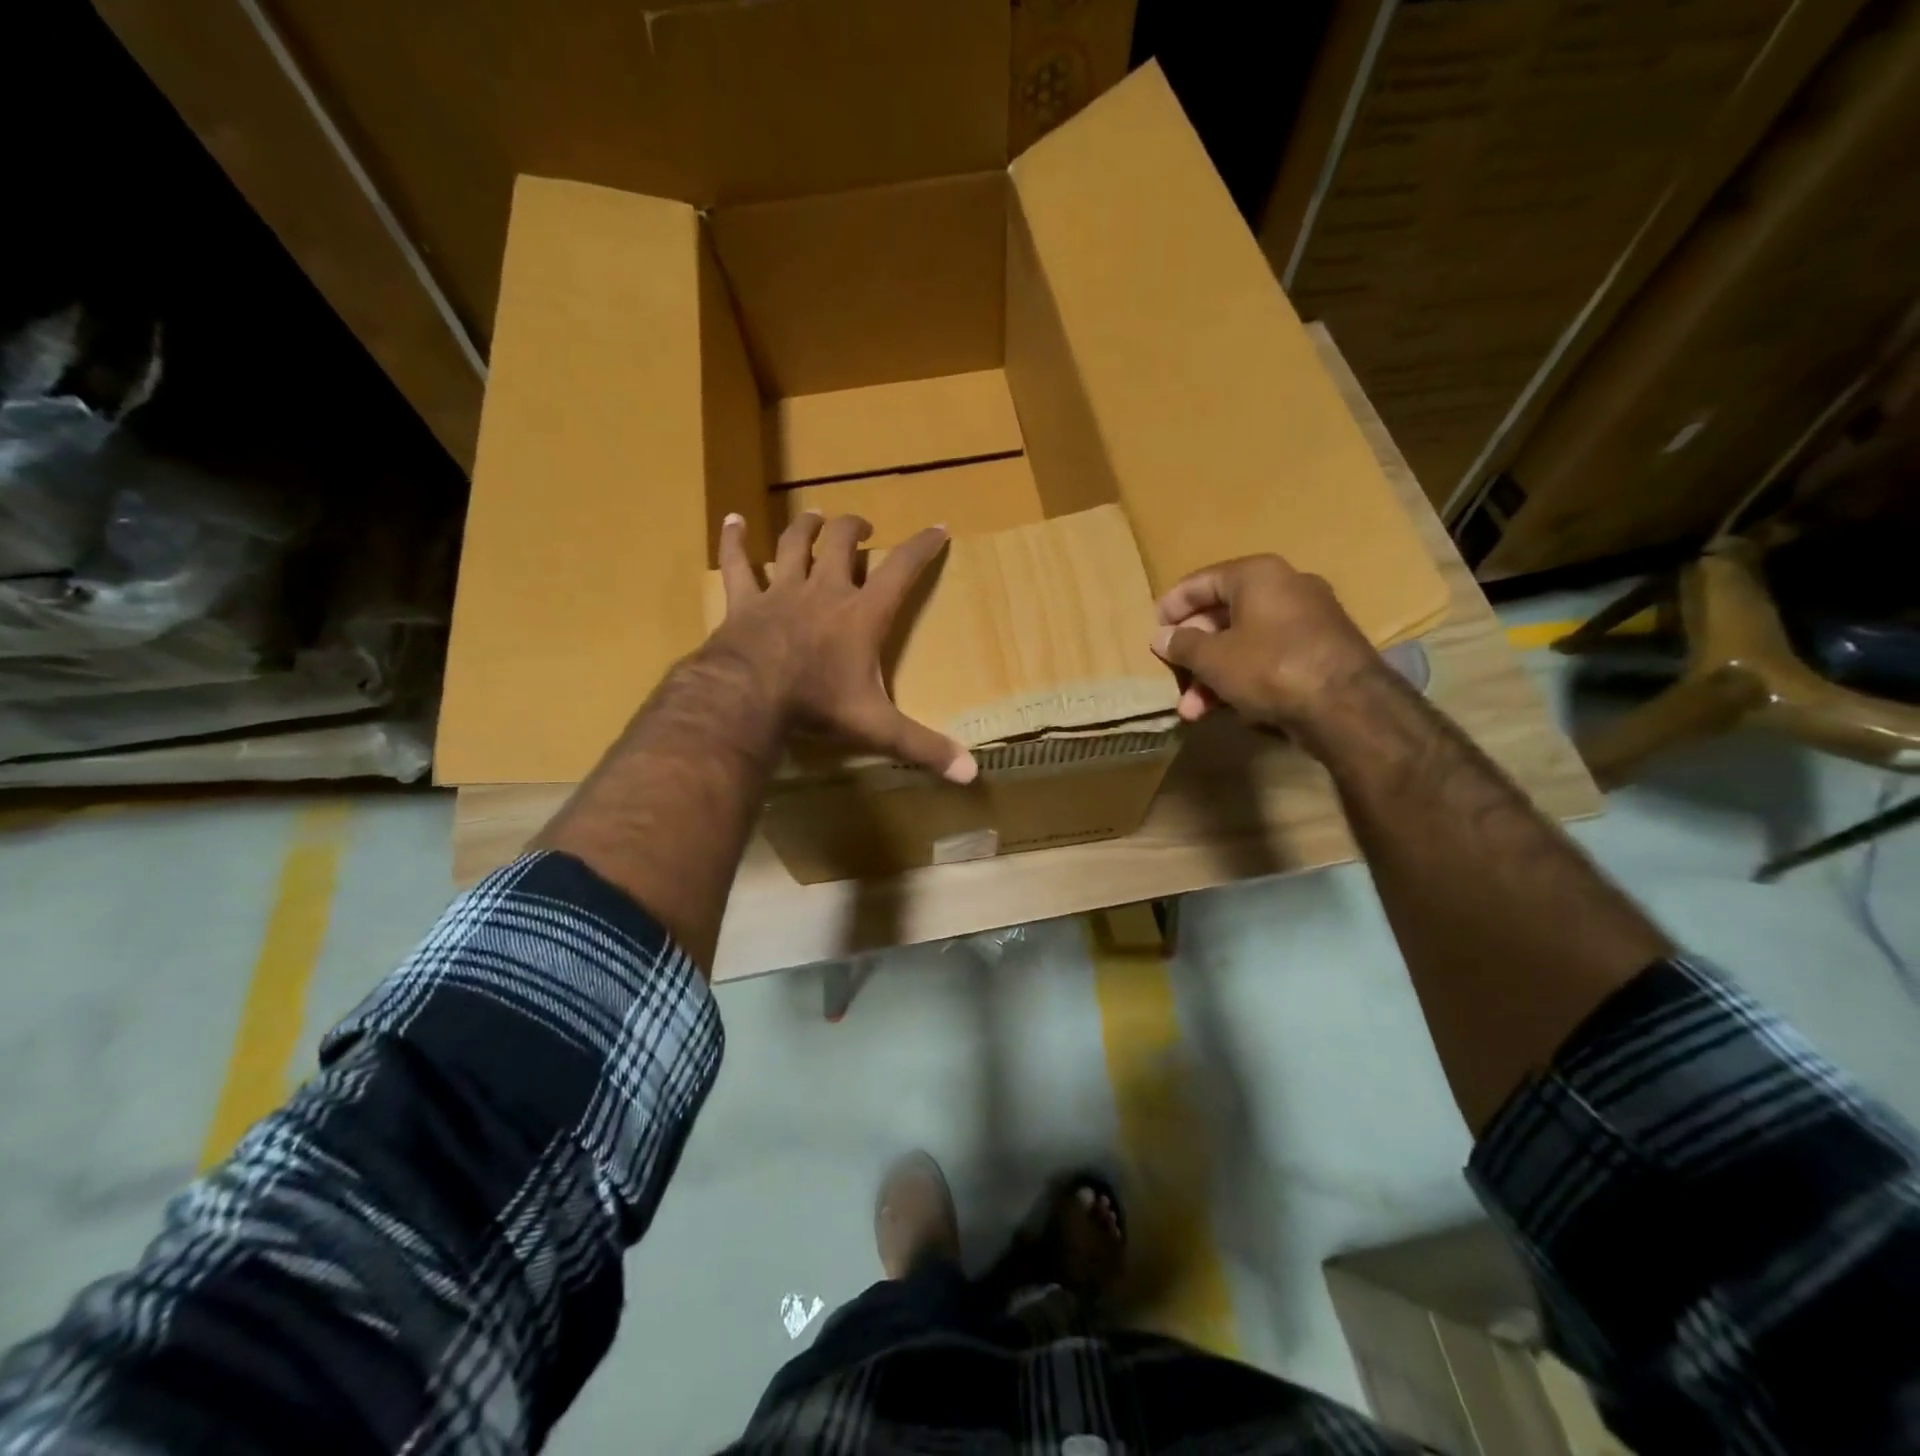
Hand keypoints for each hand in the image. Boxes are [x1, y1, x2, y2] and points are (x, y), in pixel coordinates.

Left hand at [714, 511, 977, 784]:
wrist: (748, 697)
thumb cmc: (818, 706)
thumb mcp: (878, 728)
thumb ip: (924, 747)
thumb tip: (972, 775)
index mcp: (862, 614)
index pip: (902, 570)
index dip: (922, 547)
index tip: (938, 528)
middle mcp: (824, 591)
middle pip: (842, 544)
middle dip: (855, 529)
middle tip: (863, 527)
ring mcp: (781, 591)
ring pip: (795, 544)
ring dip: (807, 527)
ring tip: (816, 516)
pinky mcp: (744, 601)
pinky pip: (737, 563)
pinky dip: (735, 540)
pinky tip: (734, 520)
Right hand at [1149, 554, 1386, 733]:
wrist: (1347, 705)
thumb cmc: (1269, 667)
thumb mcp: (1214, 658)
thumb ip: (1183, 645)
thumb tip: (1161, 637)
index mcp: (1258, 575)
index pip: (1202, 581)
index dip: (1173, 605)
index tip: (1154, 628)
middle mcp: (1286, 587)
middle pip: (1223, 615)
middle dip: (1193, 653)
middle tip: (1172, 676)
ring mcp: (1308, 619)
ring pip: (1245, 642)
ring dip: (1213, 676)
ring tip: (1193, 710)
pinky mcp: (1321, 651)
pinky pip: (1269, 657)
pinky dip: (1243, 678)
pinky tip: (1227, 709)